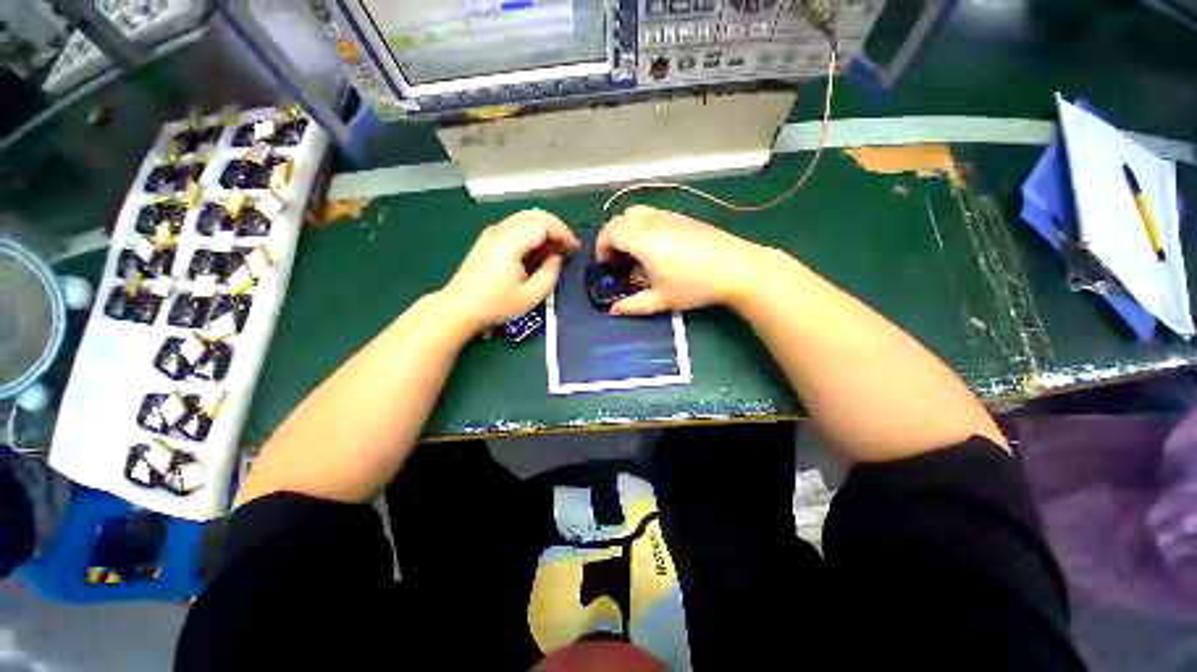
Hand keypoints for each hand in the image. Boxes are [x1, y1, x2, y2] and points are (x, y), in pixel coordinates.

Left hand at [441, 209, 580, 332]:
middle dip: (557, 227)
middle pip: (535, 215)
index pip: (544, 224)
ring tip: (556, 248)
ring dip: (545, 228)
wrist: (459, 307)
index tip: (575, 249)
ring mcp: (492, 232)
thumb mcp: (530, 296)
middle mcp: (501, 230)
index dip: (564, 233)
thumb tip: (556, 259)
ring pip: (525, 218)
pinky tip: (538, 249)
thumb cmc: (495, 304)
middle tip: (569, 246)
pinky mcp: (488, 239)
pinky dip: (532, 232)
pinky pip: (516, 225)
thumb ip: (549, 275)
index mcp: (510, 241)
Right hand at [597, 205, 769, 315]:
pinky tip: (656, 246)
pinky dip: (643, 225)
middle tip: (617, 259)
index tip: (605, 265)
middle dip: (611, 237)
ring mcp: (669, 216)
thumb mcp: (661, 300)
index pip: (610, 232)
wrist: (736, 268)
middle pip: (620, 219)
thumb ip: (633, 305)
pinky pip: (652, 213)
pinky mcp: (682, 217)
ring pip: (636, 212)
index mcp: (642, 240)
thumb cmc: (695, 285)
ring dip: (627, 229)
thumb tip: (613, 311)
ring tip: (634, 251)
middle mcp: (652, 222)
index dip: (601, 247)